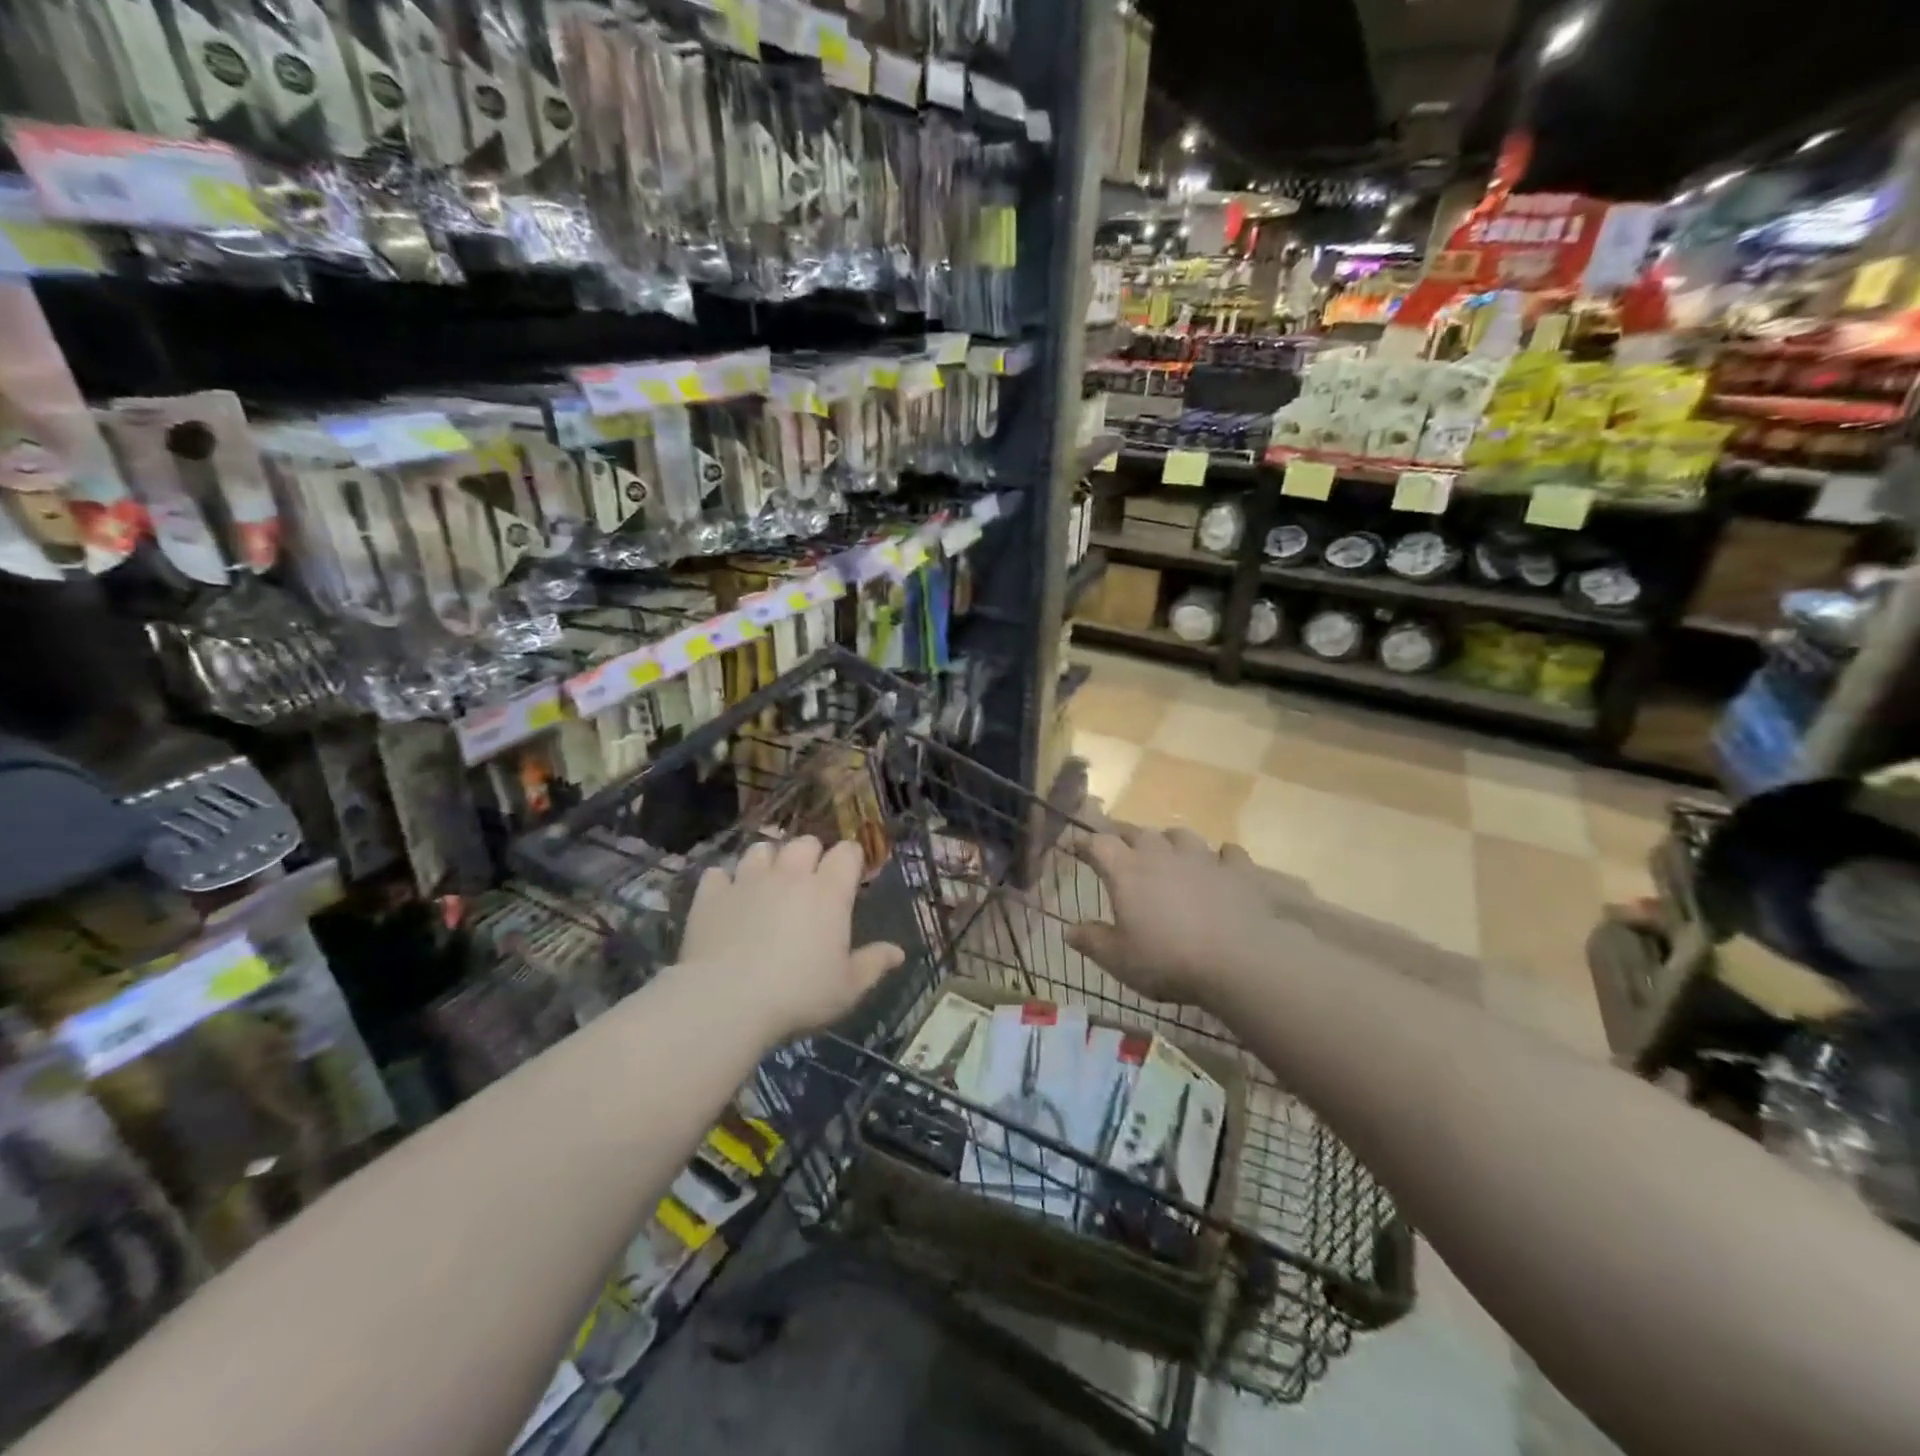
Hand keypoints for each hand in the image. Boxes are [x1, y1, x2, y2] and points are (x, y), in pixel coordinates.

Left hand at [679, 836, 904, 1043]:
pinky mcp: (711, 895)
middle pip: (804, 843)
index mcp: (828, 892)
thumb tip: (898, 952)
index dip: (851, 859)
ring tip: (768, 883)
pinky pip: (718, 874)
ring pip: (761, 849)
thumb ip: (874, 964)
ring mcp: (747, 880)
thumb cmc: (798, 994)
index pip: (847, 853)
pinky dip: (725, 882)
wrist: (726, 1002)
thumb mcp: (848, 987)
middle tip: (810, 881)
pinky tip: (727, 898)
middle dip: (811, 855)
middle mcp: (790, 875)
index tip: (851, 877)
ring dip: (769, 861)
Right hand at [1066, 822, 1280, 1008]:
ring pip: (1180, 835)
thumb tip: (1069, 930)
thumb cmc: (1168, 960)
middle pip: (1137, 833)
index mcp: (1127, 871)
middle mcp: (1161, 854)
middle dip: (1124, 837)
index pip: (1098, 844)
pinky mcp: (1237, 870)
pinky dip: (1220, 856)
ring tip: (1167, 851)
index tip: (1076, 846)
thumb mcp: (1119, 959)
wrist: (1239, 961)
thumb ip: (1092, 941)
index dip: (1085, 843)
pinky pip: (1227, 853)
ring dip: (1169, 841)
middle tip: (1119, 847)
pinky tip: (1220, 863)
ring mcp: (1202, 858)